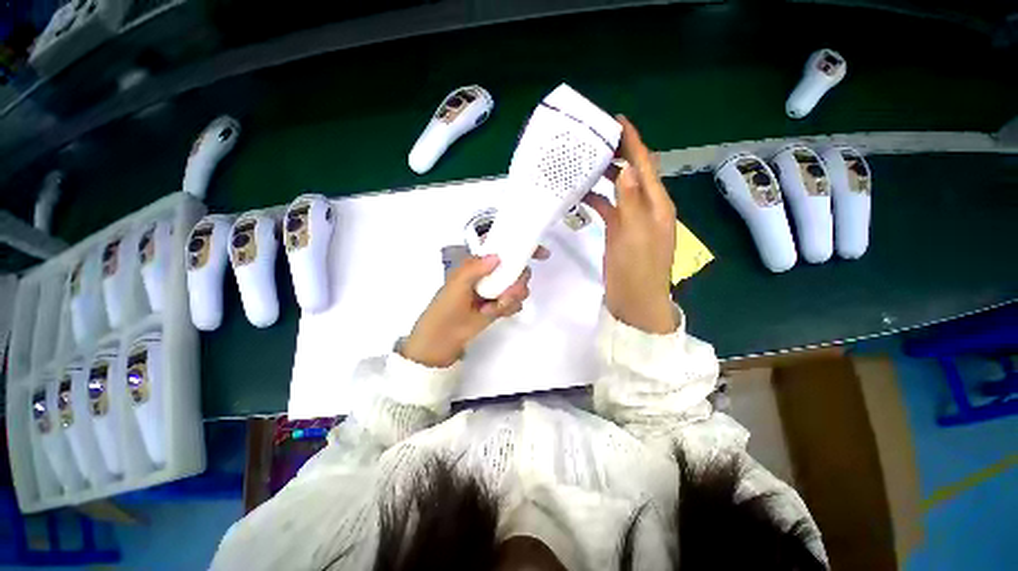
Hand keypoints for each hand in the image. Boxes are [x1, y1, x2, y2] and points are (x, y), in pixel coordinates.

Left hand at [401, 250, 547, 366]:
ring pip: (520, 287)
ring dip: (511, 298)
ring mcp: (498, 290)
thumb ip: (474, 268)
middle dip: (518, 282)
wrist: (445, 337)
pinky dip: (509, 308)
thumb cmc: (446, 306)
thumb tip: (497, 257)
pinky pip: (517, 303)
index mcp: (480, 262)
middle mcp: (492, 274)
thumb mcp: (456, 284)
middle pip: (519, 269)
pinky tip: (494, 313)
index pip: (504, 248)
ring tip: (495, 307)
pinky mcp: (502, 305)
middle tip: (506, 295)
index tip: (541, 254)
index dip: (523, 246)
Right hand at [583, 116, 677, 333]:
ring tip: (585, 163)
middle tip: (594, 140)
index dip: (633, 142)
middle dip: (617, 154)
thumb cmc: (638, 269)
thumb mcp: (635, 235)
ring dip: (605, 176)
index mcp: (656, 205)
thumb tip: (626, 168)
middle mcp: (646, 207)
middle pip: (632, 173)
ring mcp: (631, 220)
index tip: (617, 121)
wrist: (634, 300)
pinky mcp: (619, 231)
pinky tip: (581, 195)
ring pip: (619, 189)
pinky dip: (597, 199)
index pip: (645, 165)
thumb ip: (631, 202)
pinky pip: (608, 208)